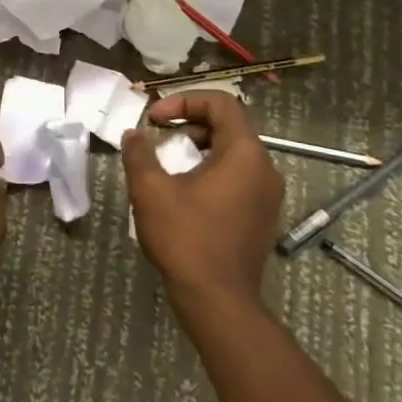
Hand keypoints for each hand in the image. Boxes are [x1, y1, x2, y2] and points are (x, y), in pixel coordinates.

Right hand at [122, 92, 284, 301]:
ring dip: (198, 146)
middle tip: (158, 134)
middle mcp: (265, 168)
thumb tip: (134, 135)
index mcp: (245, 154)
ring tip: (168, 161)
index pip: (221, 103)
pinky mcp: (262, 215)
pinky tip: (185, 190)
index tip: (154, 118)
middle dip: (189, 122)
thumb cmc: (186, 239)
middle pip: (229, 125)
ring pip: (233, 151)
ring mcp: (268, 194)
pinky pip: (238, 176)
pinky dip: (211, 169)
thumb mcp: (151, 191)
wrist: (218, 301)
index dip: (184, 100)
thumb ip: (139, 154)